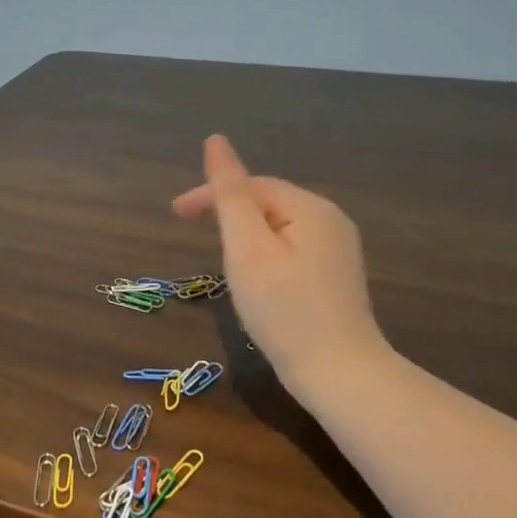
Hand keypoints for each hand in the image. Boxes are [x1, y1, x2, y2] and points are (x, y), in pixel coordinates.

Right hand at [172, 134, 386, 394]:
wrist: (341, 376)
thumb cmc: (285, 310)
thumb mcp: (247, 249)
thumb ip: (230, 194)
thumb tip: (216, 141)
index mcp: (310, 207)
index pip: (251, 186)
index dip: (210, 194)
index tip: (175, 215)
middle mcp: (331, 220)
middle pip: (267, 202)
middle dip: (228, 212)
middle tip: (191, 233)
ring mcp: (338, 250)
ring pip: (278, 227)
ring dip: (244, 234)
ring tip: (219, 256)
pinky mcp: (337, 277)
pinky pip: (292, 248)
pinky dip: (265, 254)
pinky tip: (255, 277)